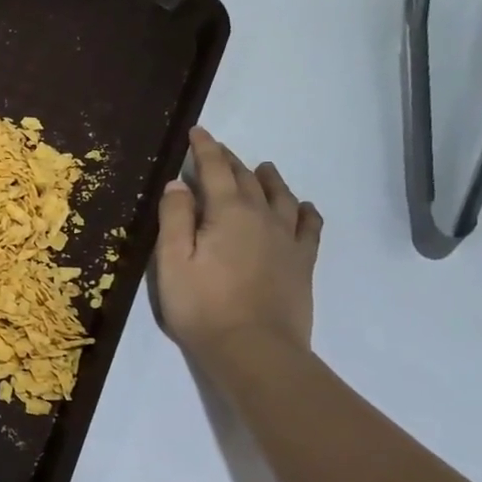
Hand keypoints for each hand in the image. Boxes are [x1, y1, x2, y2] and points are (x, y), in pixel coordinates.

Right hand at [154, 126, 321, 358]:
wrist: (255, 350)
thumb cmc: (202, 306)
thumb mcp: (172, 260)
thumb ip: (175, 217)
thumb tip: (178, 183)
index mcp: (228, 212)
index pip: (214, 170)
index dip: (205, 148)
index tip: (198, 131)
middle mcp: (262, 217)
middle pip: (247, 179)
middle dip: (230, 160)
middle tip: (217, 149)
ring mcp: (287, 240)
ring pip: (282, 197)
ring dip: (269, 179)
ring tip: (263, 168)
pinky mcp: (302, 263)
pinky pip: (310, 227)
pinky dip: (305, 211)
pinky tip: (303, 207)